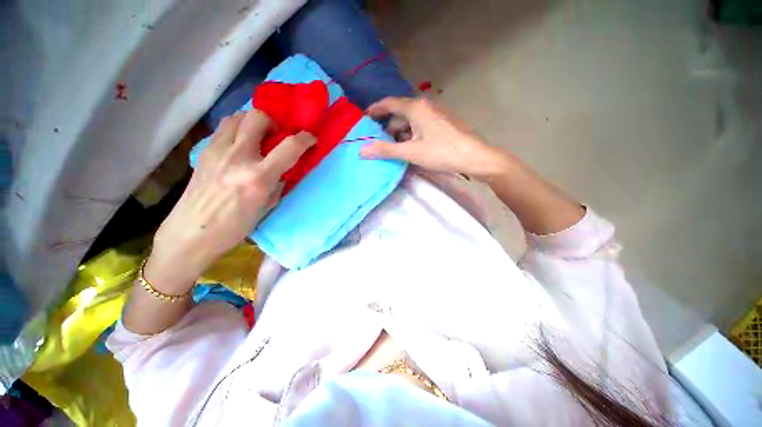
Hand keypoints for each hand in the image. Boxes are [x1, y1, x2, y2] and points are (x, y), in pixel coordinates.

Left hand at [147, 110, 315, 292]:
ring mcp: (217, 151)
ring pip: (237, 117)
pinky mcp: (204, 152)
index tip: (310, 139)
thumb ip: (277, 184)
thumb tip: (283, 170)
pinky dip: (236, 130)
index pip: (289, 147)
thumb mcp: (266, 207)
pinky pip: (223, 129)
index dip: (305, 139)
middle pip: (257, 118)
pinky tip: (239, 146)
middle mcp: (238, 157)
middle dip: (273, 122)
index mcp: (258, 177)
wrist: (191, 233)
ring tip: (256, 138)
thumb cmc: (234, 227)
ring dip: (252, 123)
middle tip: (276, 137)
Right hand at [360, 97, 508, 179]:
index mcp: (416, 108)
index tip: (363, 118)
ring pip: (411, 121)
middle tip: (376, 140)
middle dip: (387, 126)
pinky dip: (411, 135)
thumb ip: (386, 150)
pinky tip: (409, 148)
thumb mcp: (411, 152)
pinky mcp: (442, 123)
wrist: (474, 157)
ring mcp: (436, 114)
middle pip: (400, 113)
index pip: (389, 103)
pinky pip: (420, 126)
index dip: (374, 109)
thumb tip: (362, 150)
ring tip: (391, 148)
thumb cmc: (441, 152)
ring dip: (399, 133)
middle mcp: (425, 106)